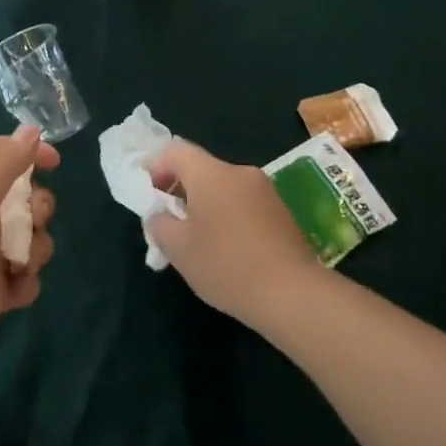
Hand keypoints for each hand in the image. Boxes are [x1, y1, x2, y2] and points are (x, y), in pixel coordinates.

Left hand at [0, 128, 57, 387]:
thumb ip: (4, 159)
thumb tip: (30, 131)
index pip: (3, 155)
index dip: (30, 153)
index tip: (55, 164)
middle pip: (26, 199)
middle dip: (39, 210)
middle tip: (29, 223)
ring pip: (32, 240)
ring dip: (35, 251)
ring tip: (17, 266)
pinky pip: (26, 279)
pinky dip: (24, 284)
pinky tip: (10, 294)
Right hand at [148, 139, 320, 329]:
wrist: (293, 294)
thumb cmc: (226, 265)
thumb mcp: (177, 248)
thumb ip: (159, 224)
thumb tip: (160, 215)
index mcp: (211, 173)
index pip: (176, 151)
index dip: (157, 168)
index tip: (152, 196)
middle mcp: (240, 173)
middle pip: (202, 170)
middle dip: (182, 191)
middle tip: (172, 224)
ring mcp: (266, 192)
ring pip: (225, 189)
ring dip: (207, 206)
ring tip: (201, 242)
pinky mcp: (283, 213)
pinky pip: (245, 205)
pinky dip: (230, 218)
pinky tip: (230, 251)